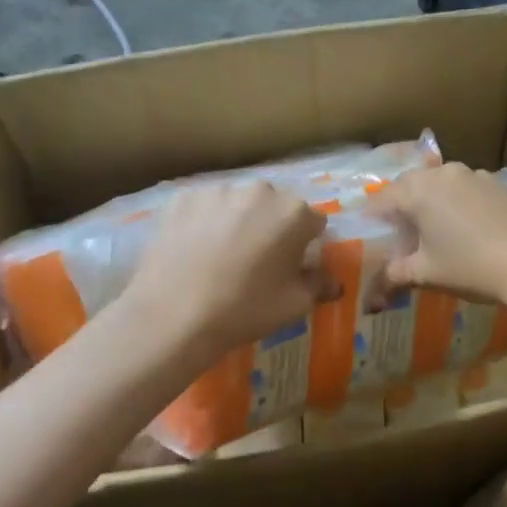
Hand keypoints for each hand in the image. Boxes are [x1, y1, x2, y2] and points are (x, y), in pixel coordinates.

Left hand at [119, 181, 329, 361]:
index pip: (314, 222)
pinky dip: (205, 222)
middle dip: (272, 227)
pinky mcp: (181, 198)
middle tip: (258, 261)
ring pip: (238, 204)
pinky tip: (195, 250)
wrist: (173, 315)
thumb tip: (334, 283)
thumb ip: (319, 286)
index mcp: (294, 213)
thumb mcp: (294, 305)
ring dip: (238, 221)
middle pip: (275, 207)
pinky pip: (204, 207)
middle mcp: (259, 191)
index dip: (307, 244)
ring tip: (222, 256)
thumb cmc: (245, 309)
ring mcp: (216, 191)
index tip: (294, 265)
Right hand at [370, 163, 506, 303]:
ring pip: (440, 185)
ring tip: (433, 232)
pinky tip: (466, 229)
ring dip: (431, 203)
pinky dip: (457, 204)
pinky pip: (466, 190)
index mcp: (418, 190)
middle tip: (399, 235)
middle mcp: (444, 173)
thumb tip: (377, 288)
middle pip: (411, 186)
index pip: (382, 200)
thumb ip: (396, 274)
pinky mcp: (499, 184)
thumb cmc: (470, 266)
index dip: (372, 220)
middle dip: (401, 208)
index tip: (369, 237)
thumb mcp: (426, 274)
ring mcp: (475, 175)